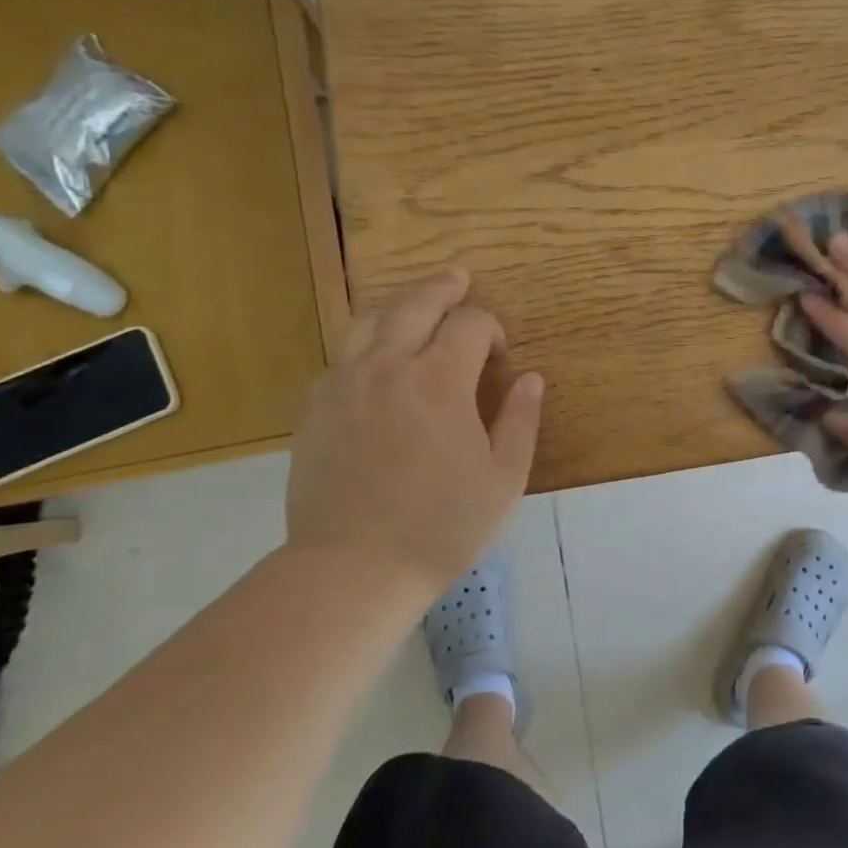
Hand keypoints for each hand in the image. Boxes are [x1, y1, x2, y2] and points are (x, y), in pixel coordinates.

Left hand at [283, 268, 542, 591]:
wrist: (354, 568)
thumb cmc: (441, 526)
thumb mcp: (503, 479)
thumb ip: (521, 420)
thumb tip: (531, 378)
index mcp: (440, 381)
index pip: (470, 323)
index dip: (491, 328)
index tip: (499, 355)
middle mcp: (388, 367)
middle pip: (415, 304)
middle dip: (443, 287)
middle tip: (458, 279)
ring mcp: (344, 385)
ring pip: (369, 321)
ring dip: (398, 305)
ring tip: (415, 306)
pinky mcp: (315, 409)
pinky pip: (341, 357)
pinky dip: (365, 344)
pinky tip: (376, 362)